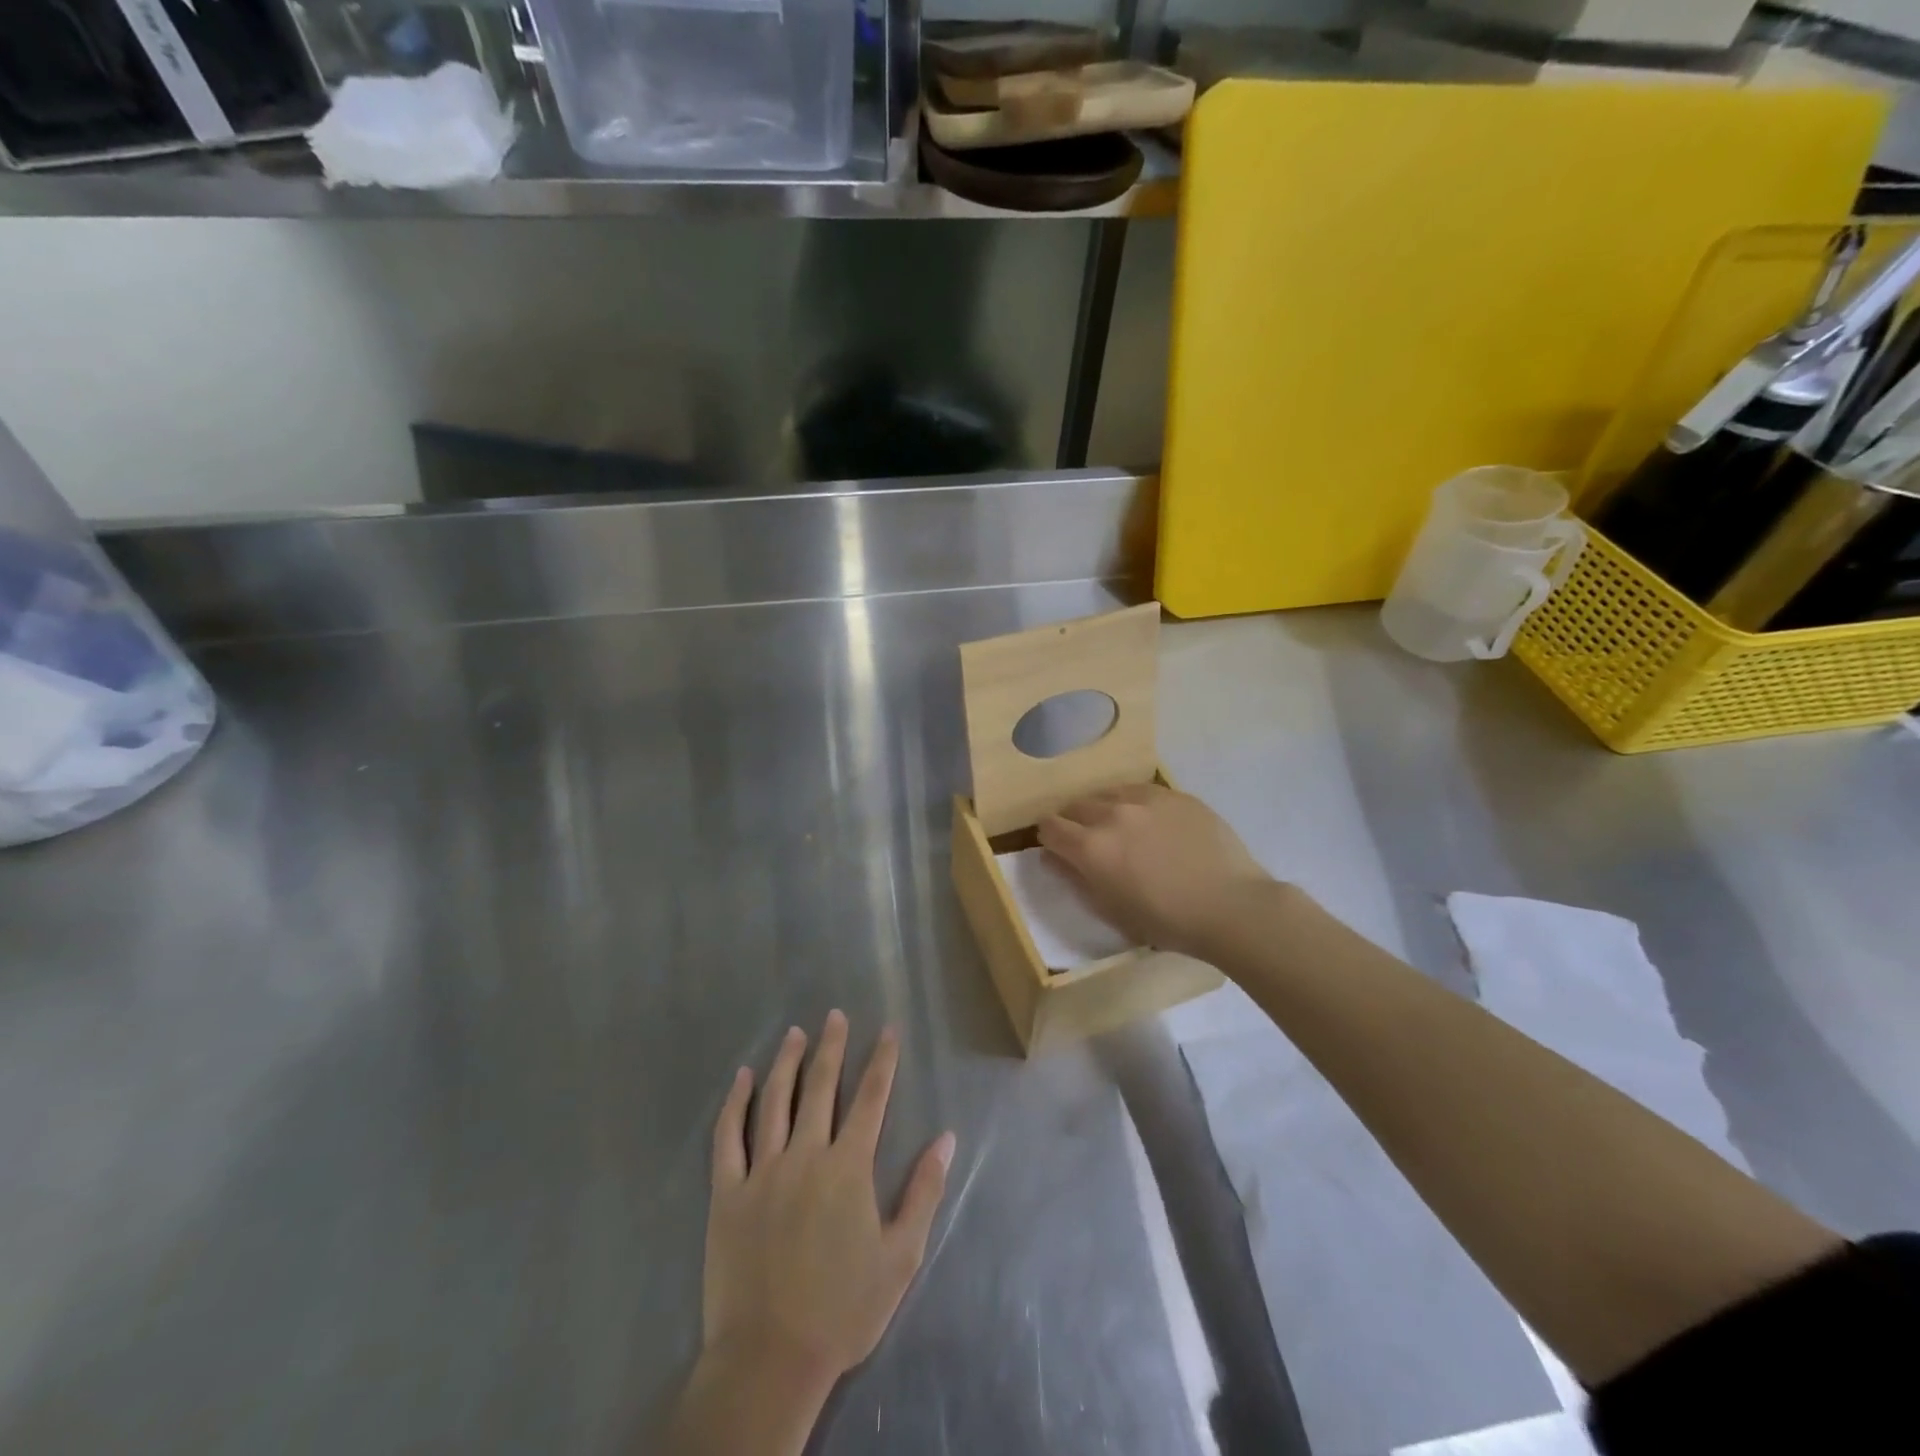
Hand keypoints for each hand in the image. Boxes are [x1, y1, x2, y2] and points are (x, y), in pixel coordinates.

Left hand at [701, 1012, 954, 1397]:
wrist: (771, 1358)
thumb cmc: (843, 1309)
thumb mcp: (901, 1256)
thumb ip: (924, 1191)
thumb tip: (945, 1138)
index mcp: (849, 1167)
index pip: (871, 1098)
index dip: (882, 1061)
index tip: (887, 1031)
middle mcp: (806, 1154)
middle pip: (821, 1086)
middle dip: (832, 1046)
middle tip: (835, 1015)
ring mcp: (763, 1170)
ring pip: (775, 1100)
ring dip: (787, 1062)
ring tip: (795, 1033)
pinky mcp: (727, 1192)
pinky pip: (728, 1136)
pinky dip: (735, 1102)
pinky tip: (742, 1078)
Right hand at [1038, 783, 1275, 959]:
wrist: (1231, 906)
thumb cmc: (1168, 921)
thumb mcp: (1112, 910)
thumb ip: (1077, 879)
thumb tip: (1052, 857)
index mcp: (1091, 847)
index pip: (1050, 827)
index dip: (1049, 838)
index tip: (1059, 849)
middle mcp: (1112, 814)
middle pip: (1076, 806)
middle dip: (1075, 822)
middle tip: (1090, 841)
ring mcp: (1146, 799)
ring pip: (1108, 793)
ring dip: (1104, 808)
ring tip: (1120, 827)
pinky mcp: (1176, 794)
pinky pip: (1142, 791)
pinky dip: (1136, 803)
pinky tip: (1151, 821)